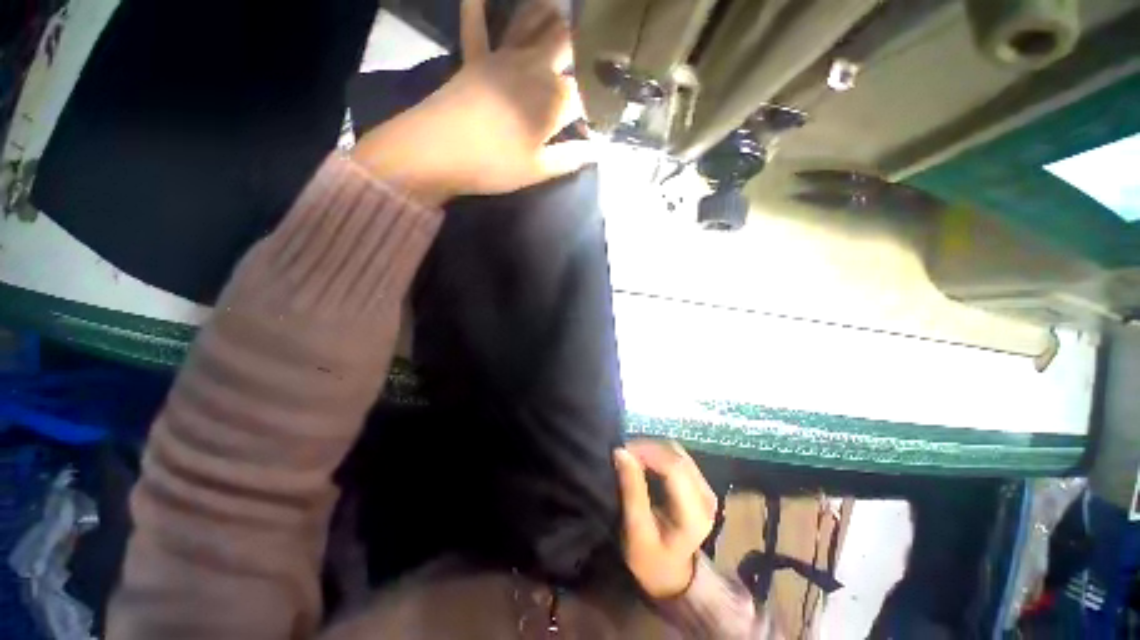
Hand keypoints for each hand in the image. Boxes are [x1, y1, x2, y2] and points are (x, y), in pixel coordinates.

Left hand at [353, 0, 590, 202]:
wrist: (438, 151)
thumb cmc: (494, 165)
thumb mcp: (538, 170)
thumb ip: (570, 158)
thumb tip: (598, 151)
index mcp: (554, 100)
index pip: (586, 94)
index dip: (598, 102)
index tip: (603, 112)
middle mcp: (534, 68)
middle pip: (566, 43)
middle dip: (583, 43)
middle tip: (593, 46)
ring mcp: (502, 57)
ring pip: (531, 23)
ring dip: (547, 13)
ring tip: (560, 8)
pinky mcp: (474, 58)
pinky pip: (476, 26)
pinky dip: (476, 7)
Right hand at [614, 440, 717, 598]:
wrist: (672, 575)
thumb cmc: (650, 559)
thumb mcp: (636, 531)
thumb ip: (632, 490)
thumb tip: (621, 452)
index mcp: (694, 513)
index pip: (673, 467)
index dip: (647, 452)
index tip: (622, 450)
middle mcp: (706, 496)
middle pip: (676, 456)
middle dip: (646, 447)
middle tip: (622, 452)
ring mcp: (705, 488)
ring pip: (677, 452)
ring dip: (651, 448)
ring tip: (631, 456)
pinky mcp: (699, 483)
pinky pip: (677, 456)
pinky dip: (658, 453)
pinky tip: (643, 460)